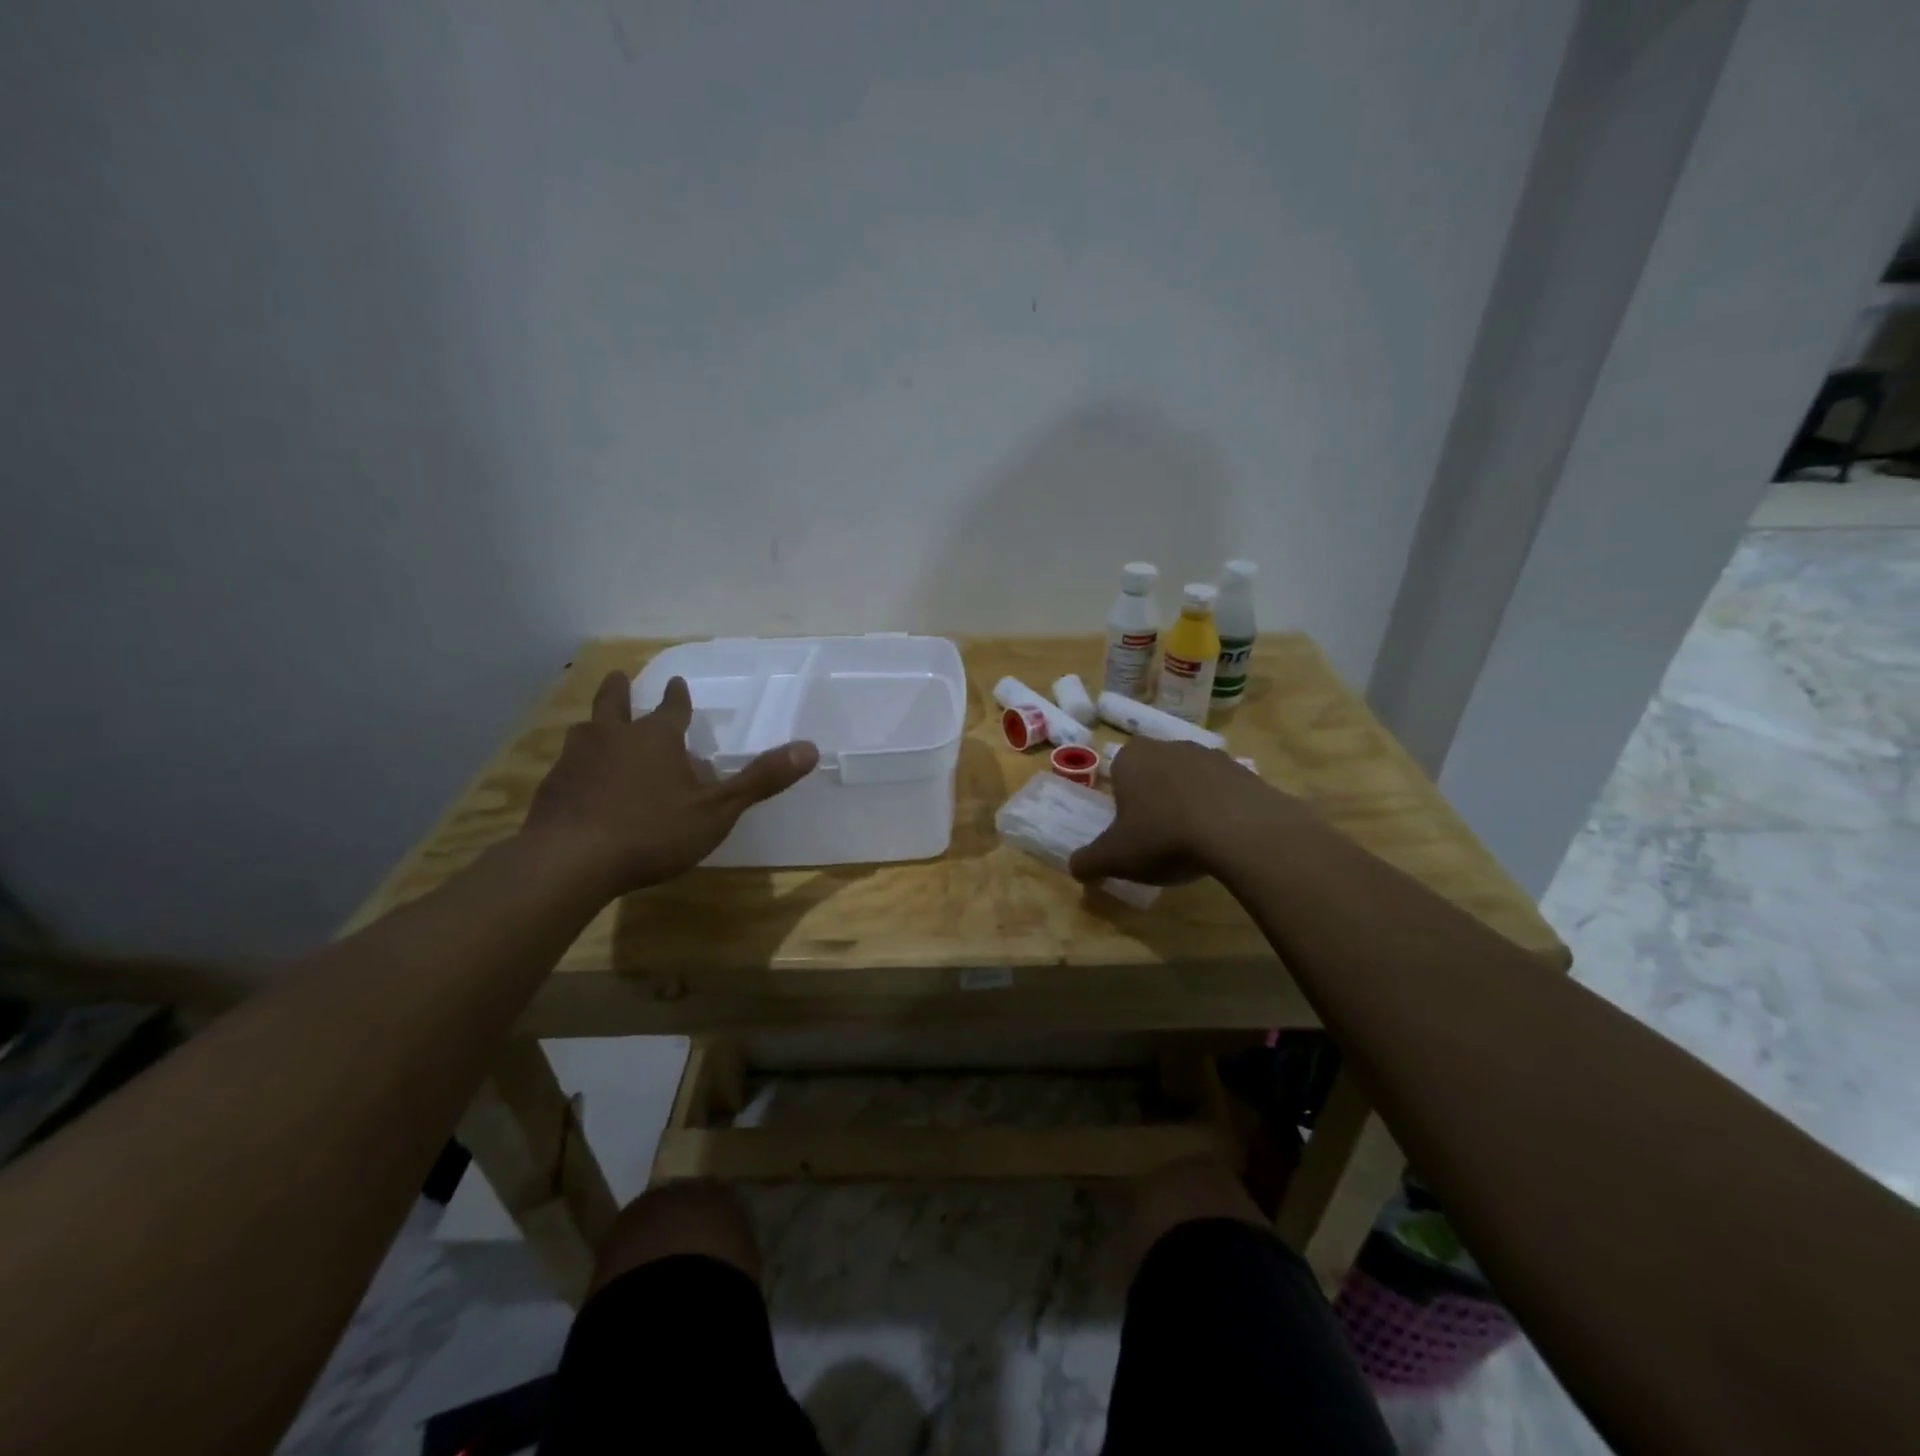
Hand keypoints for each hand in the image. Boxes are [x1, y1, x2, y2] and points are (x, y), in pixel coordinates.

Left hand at [523, 672, 817, 893]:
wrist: (571, 861)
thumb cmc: (653, 831)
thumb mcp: (718, 809)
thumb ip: (761, 779)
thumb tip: (810, 748)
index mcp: (656, 738)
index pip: (672, 708)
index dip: (679, 697)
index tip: (678, 683)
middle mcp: (614, 738)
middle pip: (615, 704)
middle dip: (621, 690)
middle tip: (621, 677)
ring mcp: (576, 760)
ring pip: (585, 731)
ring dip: (594, 725)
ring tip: (594, 725)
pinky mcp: (552, 788)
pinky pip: (566, 766)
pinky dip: (576, 764)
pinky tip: (577, 779)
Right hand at [1068, 738, 1301, 885]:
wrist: (1239, 830)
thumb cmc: (1163, 836)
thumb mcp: (1115, 857)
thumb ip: (1089, 861)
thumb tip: (1075, 868)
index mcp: (1131, 758)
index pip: (1118, 770)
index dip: (1122, 799)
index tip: (1129, 827)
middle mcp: (1168, 746)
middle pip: (1154, 772)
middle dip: (1155, 797)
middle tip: (1158, 835)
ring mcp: (1209, 755)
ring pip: (1189, 778)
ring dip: (1188, 801)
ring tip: (1193, 841)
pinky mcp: (1244, 770)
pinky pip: (1223, 789)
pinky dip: (1220, 809)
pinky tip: (1222, 838)